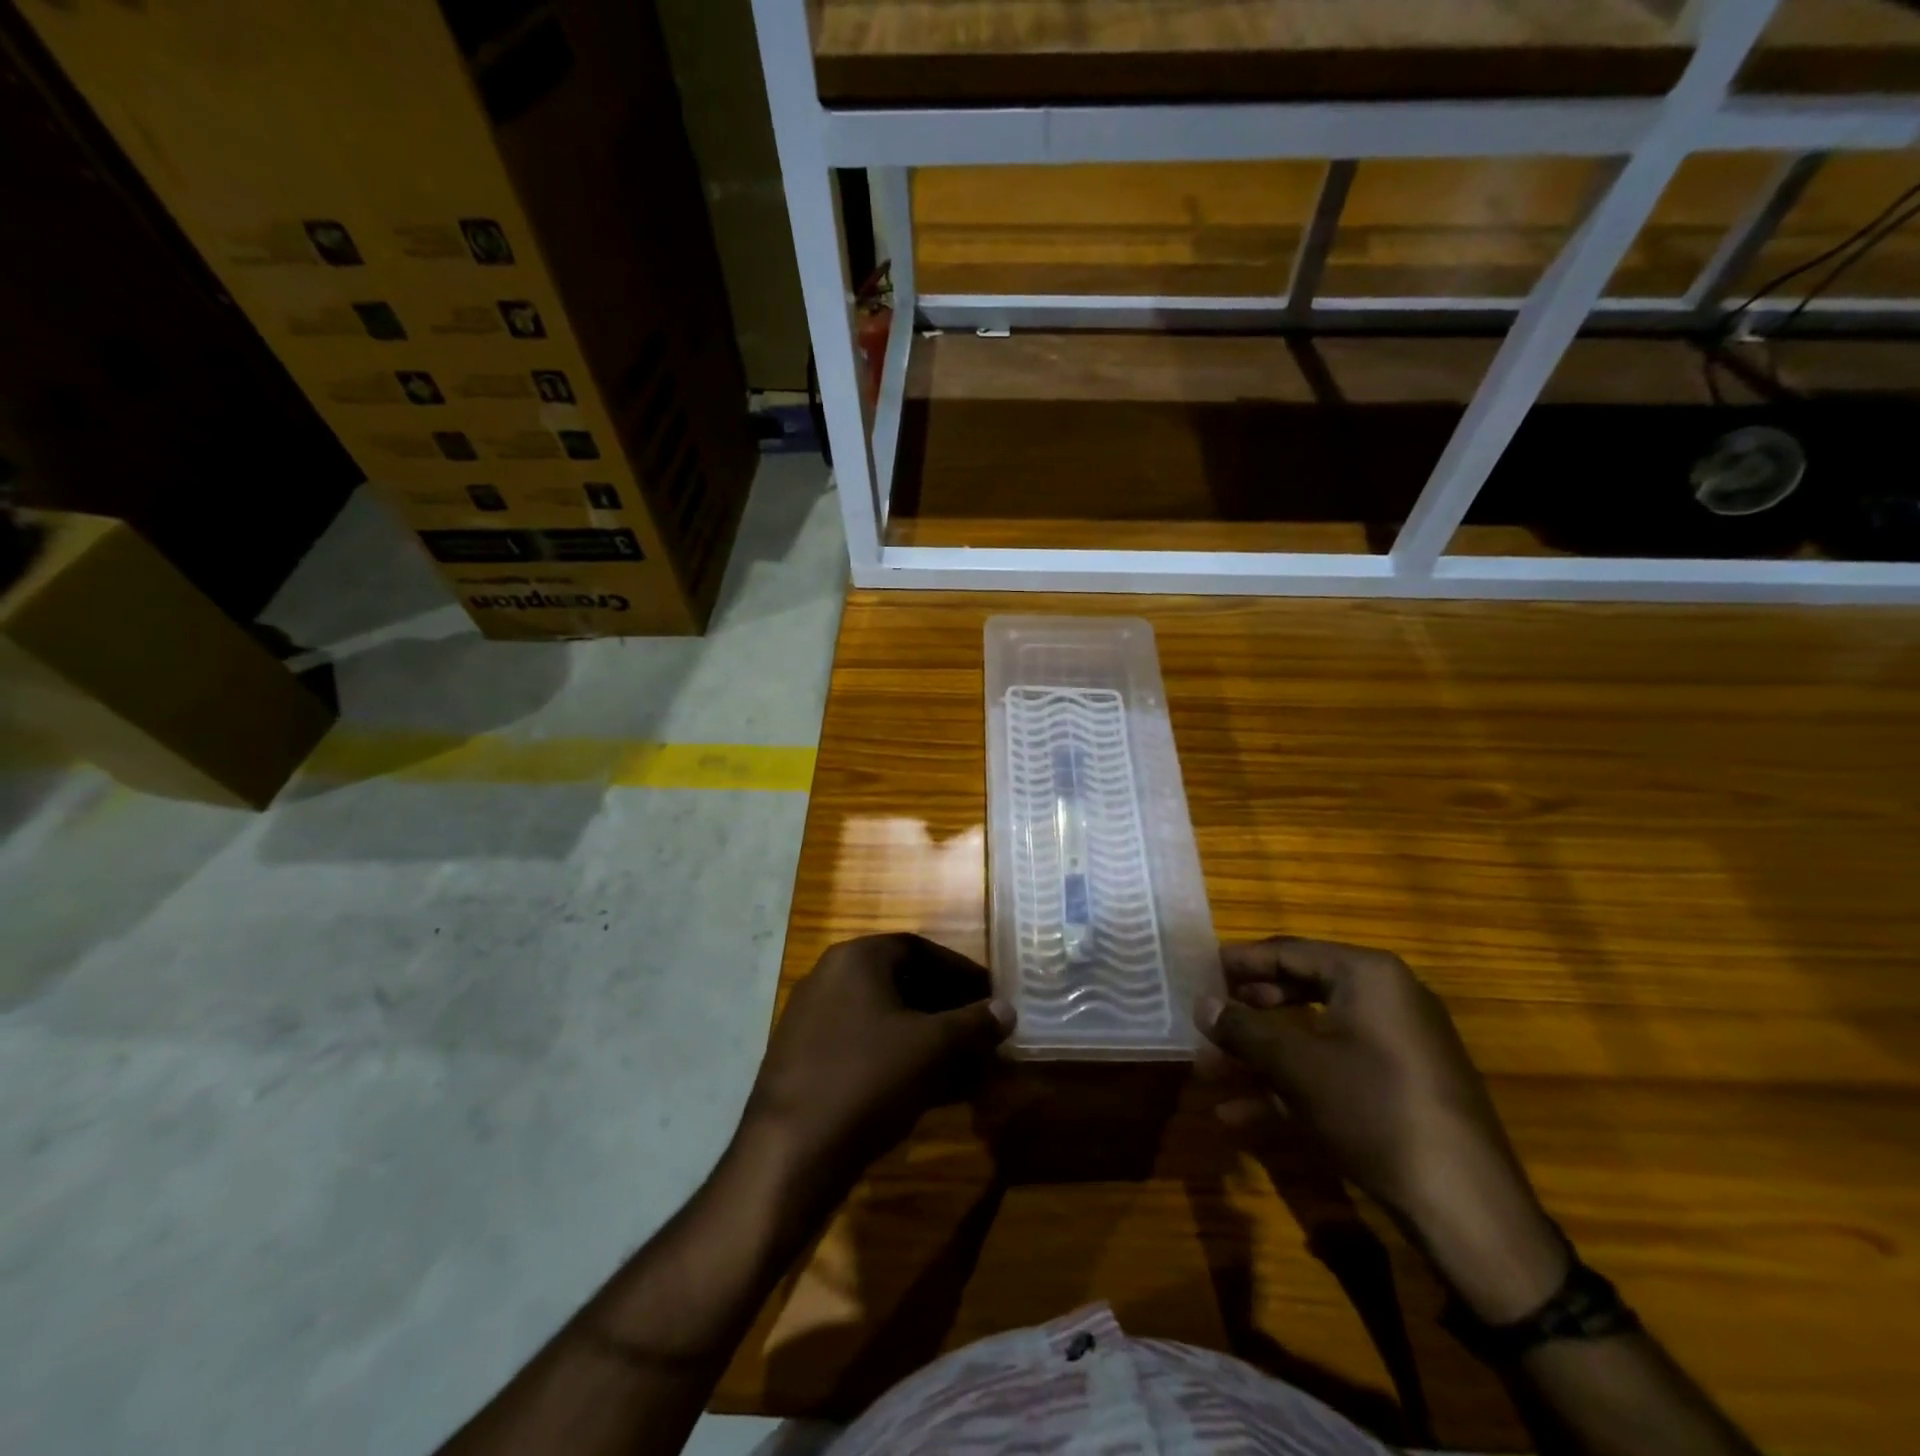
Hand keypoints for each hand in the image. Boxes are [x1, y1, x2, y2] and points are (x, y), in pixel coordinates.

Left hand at [742, 935, 1013, 1193]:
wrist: (790, 1153)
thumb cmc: (867, 1080)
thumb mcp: (932, 1048)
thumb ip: (974, 1024)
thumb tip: (1008, 1009)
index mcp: (856, 959)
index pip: (920, 949)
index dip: (961, 972)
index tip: (991, 996)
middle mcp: (830, 977)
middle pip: (902, 982)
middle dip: (947, 1008)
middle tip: (981, 1031)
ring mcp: (813, 1019)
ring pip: (885, 1018)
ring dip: (928, 1037)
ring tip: (965, 1065)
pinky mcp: (807, 1059)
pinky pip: (865, 1045)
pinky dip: (900, 1058)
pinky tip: (930, 1089)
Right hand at [1197, 937, 1568, 1322]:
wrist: (1467, 1208)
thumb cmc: (1374, 1109)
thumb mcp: (1297, 1065)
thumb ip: (1243, 1027)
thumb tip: (1201, 1001)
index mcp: (1368, 976)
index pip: (1289, 952)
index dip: (1239, 962)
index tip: (1198, 971)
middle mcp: (1385, 1000)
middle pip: (1298, 992)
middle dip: (1246, 1015)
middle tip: (1205, 1022)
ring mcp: (1394, 1048)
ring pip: (1310, 1038)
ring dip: (1259, 1057)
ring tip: (1209, 1074)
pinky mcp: (1398, 1090)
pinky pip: (1332, 1072)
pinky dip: (1289, 1088)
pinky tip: (1240, 1118)